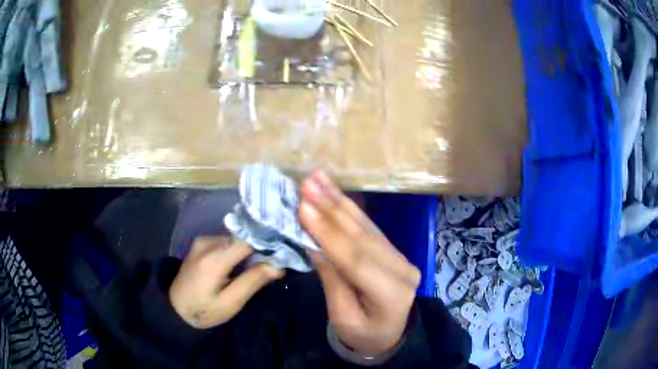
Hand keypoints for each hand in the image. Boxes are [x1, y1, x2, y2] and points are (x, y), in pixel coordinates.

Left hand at [169, 237, 283, 328]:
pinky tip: (239, 265)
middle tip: (272, 266)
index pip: (248, 240)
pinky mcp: (200, 244)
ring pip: (234, 239)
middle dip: (259, 249)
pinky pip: (225, 242)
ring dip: (247, 251)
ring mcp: (202, 241)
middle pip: (242, 238)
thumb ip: (253, 281)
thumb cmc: (204, 310)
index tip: (282, 253)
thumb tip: (278, 265)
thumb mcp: (231, 302)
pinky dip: (236, 251)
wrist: (175, 309)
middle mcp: (207, 242)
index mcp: (214, 258)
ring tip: (256, 267)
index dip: (267, 244)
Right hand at [299, 170, 420, 355]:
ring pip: (366, 226)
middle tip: (308, 183)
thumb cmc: (363, 334)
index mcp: (391, 294)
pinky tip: (335, 193)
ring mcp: (400, 256)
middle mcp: (402, 269)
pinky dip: (350, 209)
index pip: (356, 261)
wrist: (389, 334)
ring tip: (318, 178)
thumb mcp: (343, 317)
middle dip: (332, 208)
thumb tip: (313, 244)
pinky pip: (369, 227)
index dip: (328, 234)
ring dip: (340, 200)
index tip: (303, 208)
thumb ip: (332, 281)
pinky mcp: (393, 250)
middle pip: (362, 237)